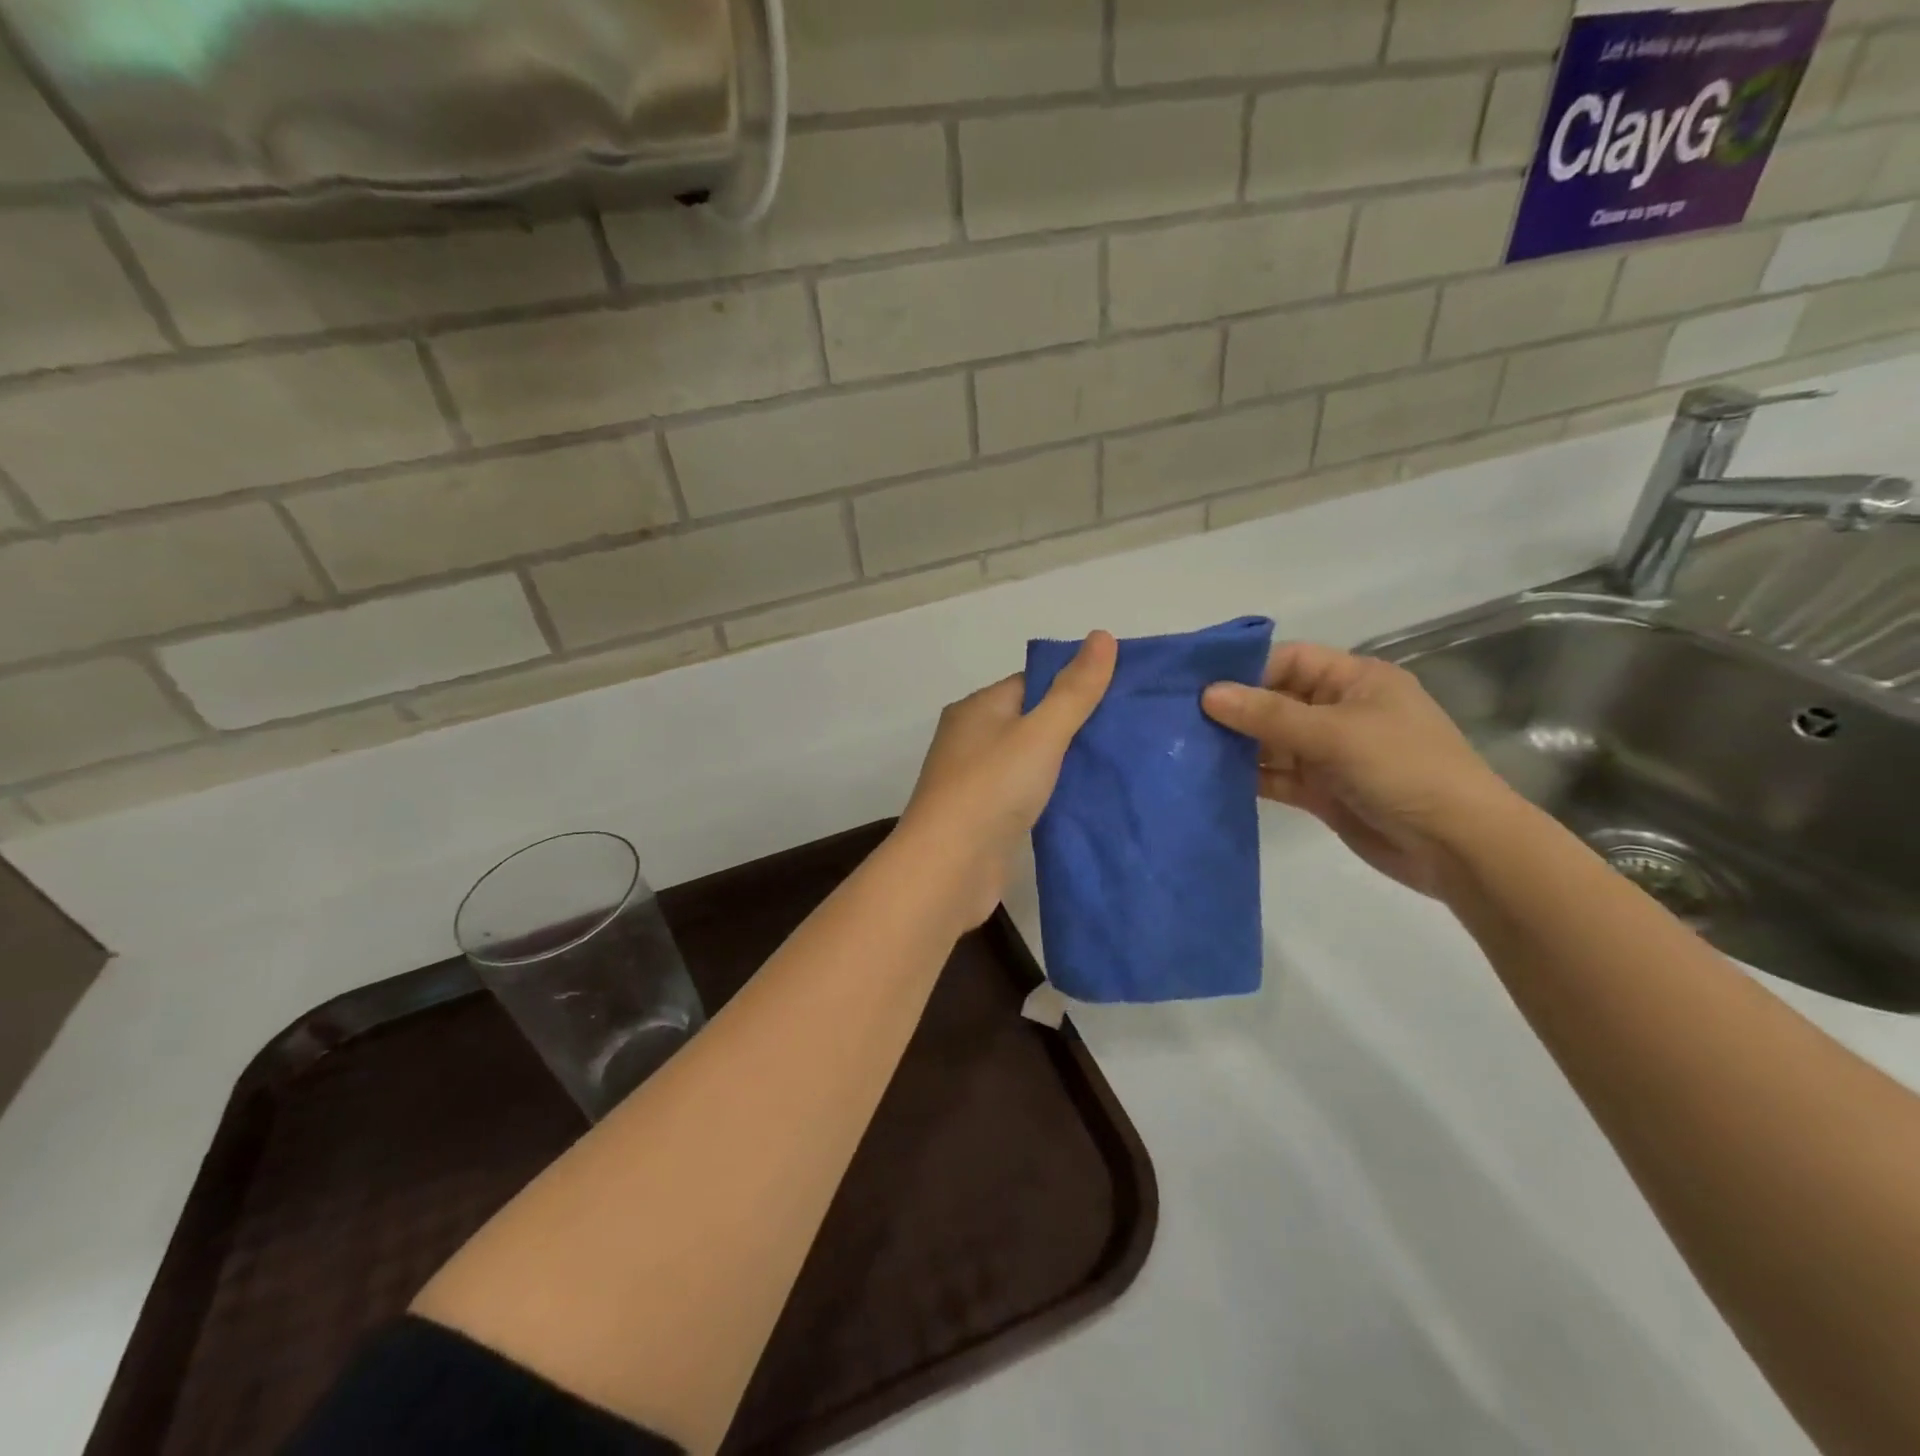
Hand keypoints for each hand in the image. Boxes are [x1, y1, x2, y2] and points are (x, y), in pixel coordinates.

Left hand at [898, 632, 1116, 926]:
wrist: (948, 868)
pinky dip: (1052, 795)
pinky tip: (1086, 801)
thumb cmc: (992, 788)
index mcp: (978, 708)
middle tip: (1127, 732)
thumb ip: (1074, 690)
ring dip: (1064, 764)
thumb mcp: (1041, 732)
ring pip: (1030, 761)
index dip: (1073, 685)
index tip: (1119, 695)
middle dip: (1074, 726)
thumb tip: (1102, 635)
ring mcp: (975, 781)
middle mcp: (971, 739)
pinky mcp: (984, 817)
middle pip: (1031, 722)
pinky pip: (1025, 795)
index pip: (1031, 683)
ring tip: (1117, 765)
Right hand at [1201, 643, 1517, 896]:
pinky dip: (1247, 777)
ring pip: (1270, 741)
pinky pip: (1275, 776)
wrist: (1458, 847)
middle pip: (1273, 701)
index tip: (1195, 685)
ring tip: (1183, 748)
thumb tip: (1208, 694)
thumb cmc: (1404, 770)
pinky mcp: (1321, 791)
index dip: (1244, 670)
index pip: (1288, 661)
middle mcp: (1338, 711)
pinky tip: (1210, 778)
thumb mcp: (1335, 733)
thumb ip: (1269, 715)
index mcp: (1353, 680)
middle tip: (1177, 719)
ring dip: (1234, 746)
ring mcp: (1328, 753)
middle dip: (1232, 710)